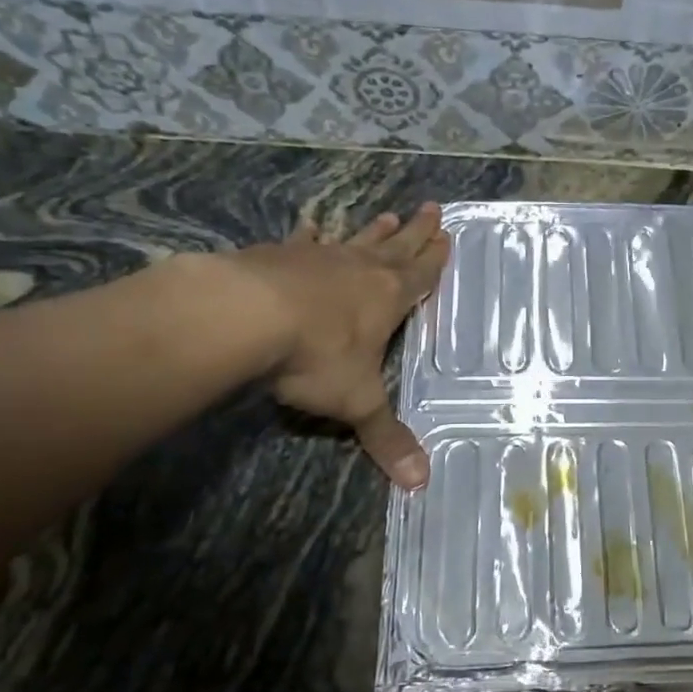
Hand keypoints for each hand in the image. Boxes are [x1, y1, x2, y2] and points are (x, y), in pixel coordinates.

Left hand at [220, 205, 448, 487]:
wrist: (244, 315)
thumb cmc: (316, 356)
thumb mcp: (357, 402)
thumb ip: (386, 438)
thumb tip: (421, 484)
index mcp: (388, 298)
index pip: (421, 275)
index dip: (435, 258)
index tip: (448, 234)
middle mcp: (360, 270)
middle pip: (396, 247)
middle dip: (415, 231)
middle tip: (432, 207)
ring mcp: (319, 259)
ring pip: (355, 240)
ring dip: (373, 230)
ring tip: (386, 213)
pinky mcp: (278, 256)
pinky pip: (302, 243)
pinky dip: (309, 236)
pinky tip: (310, 226)